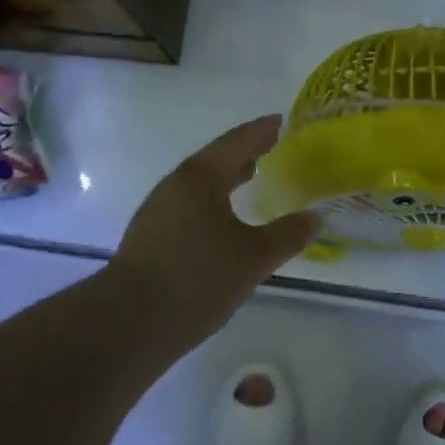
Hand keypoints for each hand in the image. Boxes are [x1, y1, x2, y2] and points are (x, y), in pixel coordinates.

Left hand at [110, 116, 318, 348]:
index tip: (278, 122)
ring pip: (198, 185)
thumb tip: (315, 217)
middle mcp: (175, 187)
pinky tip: (222, 222)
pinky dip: (211, 202)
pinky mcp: (150, 238)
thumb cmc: (198, 278)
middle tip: (267, 146)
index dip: (259, 132)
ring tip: (247, 178)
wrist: (128, 323)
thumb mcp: (253, 258)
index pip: (236, 143)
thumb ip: (287, 235)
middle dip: (242, 153)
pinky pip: (188, 206)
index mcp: (200, 178)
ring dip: (224, 178)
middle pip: (214, 160)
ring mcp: (158, 213)